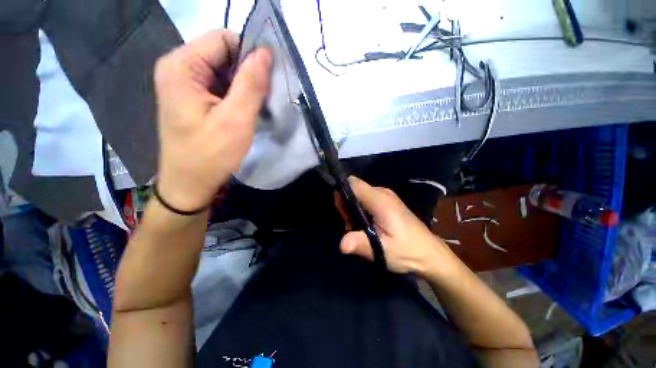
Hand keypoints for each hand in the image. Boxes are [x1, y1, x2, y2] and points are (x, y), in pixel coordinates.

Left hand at [154, 30, 271, 210]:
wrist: (190, 183)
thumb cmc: (210, 155)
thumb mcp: (235, 120)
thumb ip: (250, 85)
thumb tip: (265, 53)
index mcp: (182, 66)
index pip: (224, 39)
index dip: (249, 55)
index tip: (266, 81)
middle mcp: (179, 67)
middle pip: (223, 53)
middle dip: (247, 73)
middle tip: (261, 100)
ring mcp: (184, 82)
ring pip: (224, 70)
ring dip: (244, 86)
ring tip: (252, 109)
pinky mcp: (192, 96)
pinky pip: (220, 84)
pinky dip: (236, 94)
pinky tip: (242, 112)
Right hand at [336, 177, 452, 275]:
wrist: (430, 253)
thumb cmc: (407, 251)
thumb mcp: (382, 250)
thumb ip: (360, 244)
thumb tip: (341, 244)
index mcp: (380, 200)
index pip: (353, 183)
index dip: (342, 192)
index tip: (342, 211)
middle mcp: (382, 193)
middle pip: (355, 188)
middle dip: (347, 204)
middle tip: (351, 226)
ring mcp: (387, 196)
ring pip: (360, 194)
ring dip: (354, 209)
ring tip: (359, 229)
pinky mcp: (388, 202)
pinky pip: (368, 198)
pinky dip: (362, 209)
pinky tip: (367, 225)